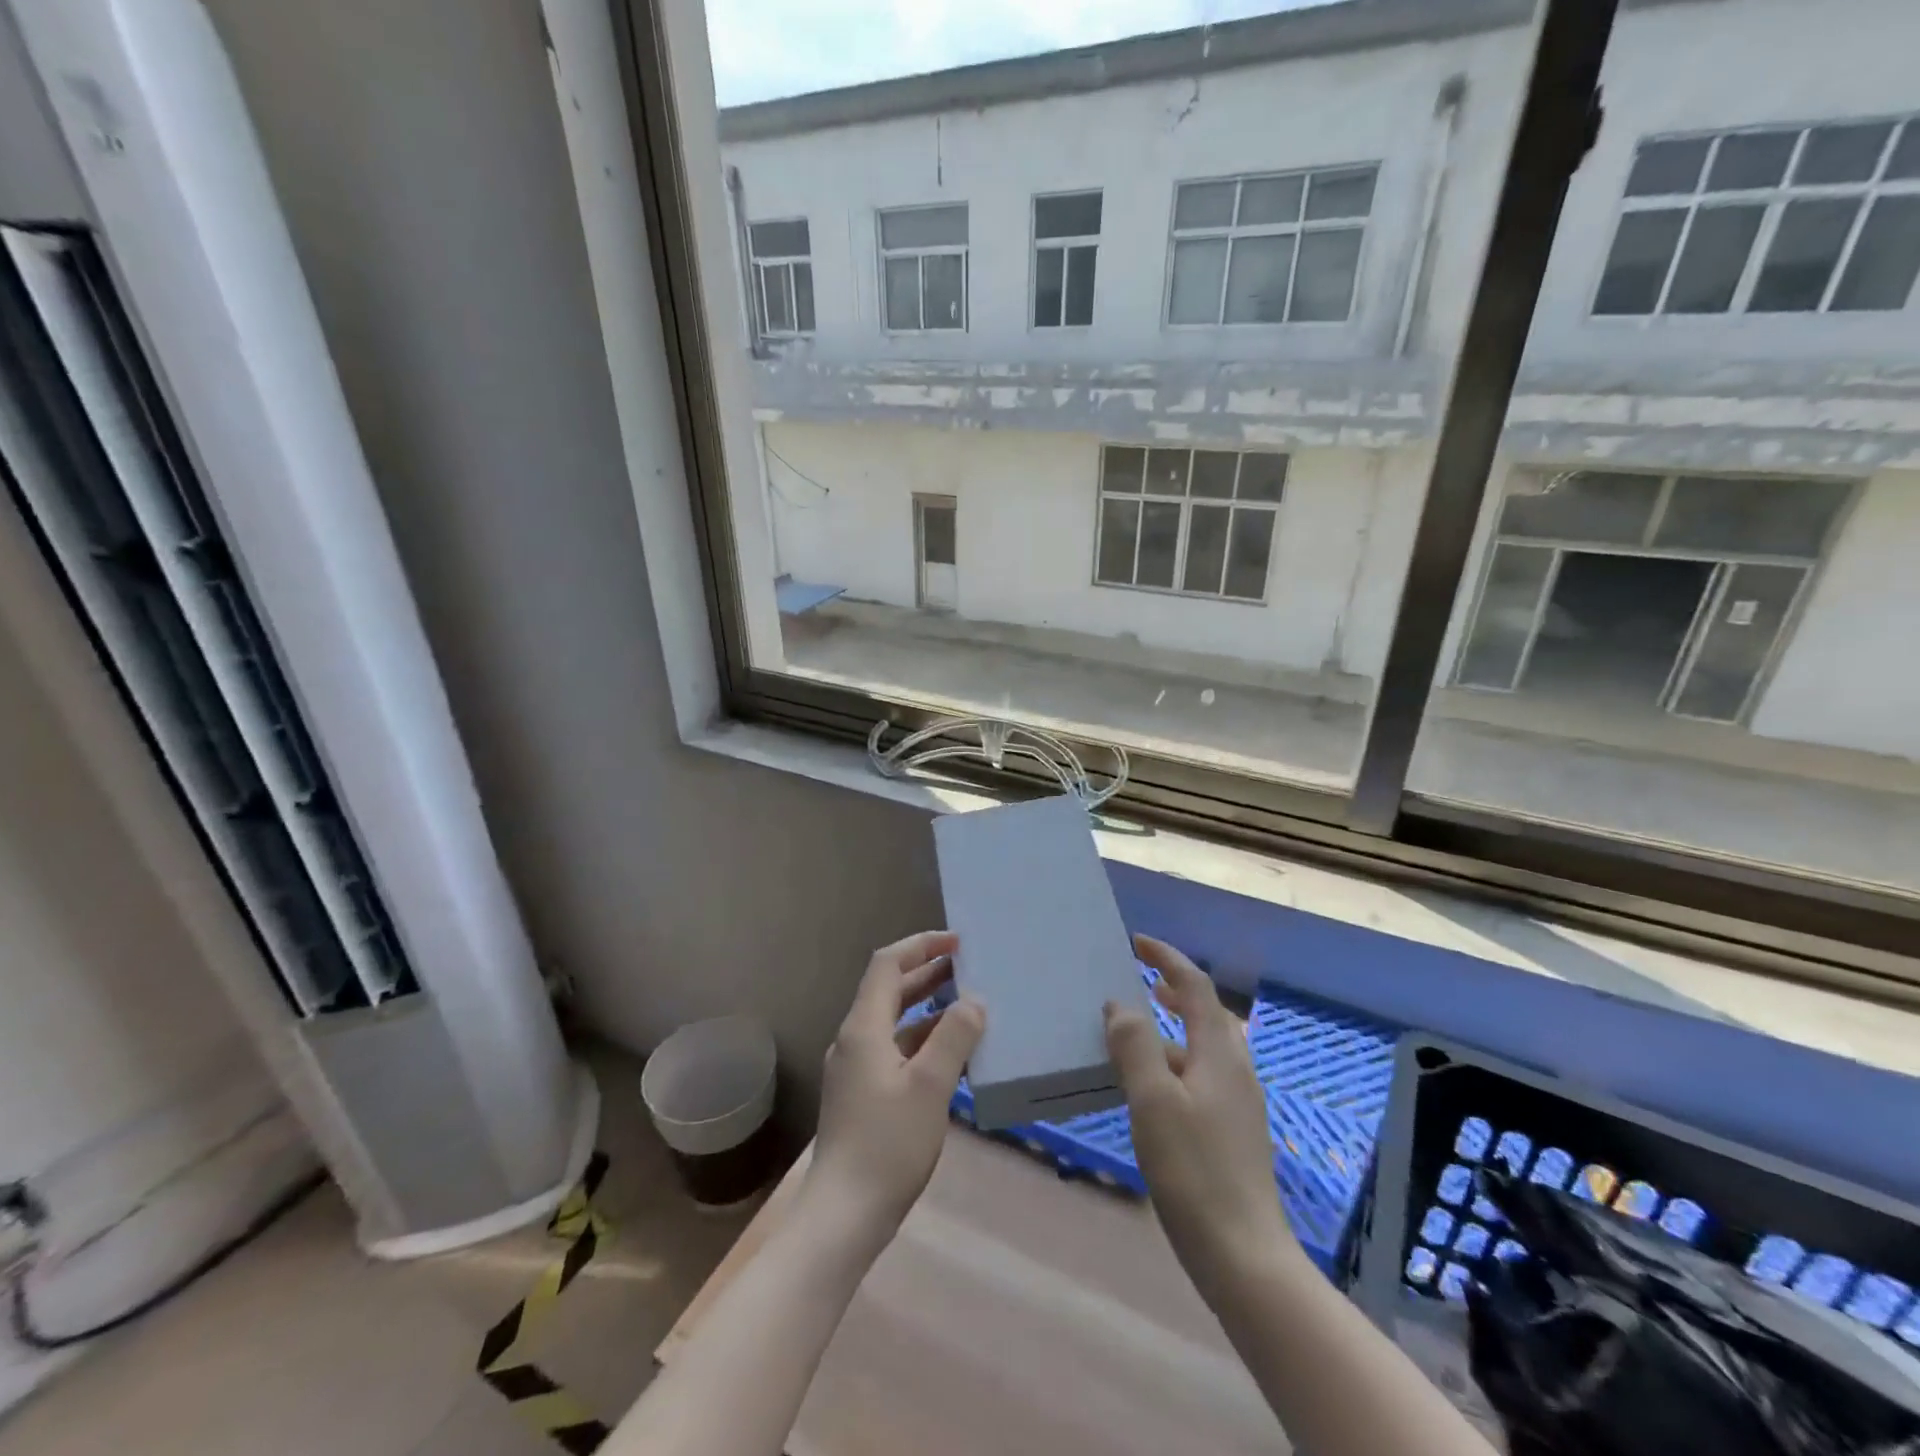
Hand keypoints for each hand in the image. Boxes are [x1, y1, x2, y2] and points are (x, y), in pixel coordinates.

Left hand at [808, 931, 985, 1239]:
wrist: (843, 1215)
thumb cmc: (887, 1145)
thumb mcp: (930, 1087)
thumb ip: (954, 1038)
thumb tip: (974, 1001)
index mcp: (864, 1028)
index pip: (887, 965)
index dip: (920, 946)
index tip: (957, 943)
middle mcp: (854, 1039)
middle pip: (889, 990)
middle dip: (926, 973)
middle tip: (967, 967)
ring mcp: (855, 1068)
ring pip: (893, 1021)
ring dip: (926, 1007)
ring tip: (966, 1003)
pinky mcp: (862, 1094)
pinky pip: (894, 1049)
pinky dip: (922, 1039)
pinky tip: (951, 1053)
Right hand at [1106, 935, 1291, 1295]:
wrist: (1243, 1257)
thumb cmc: (1194, 1171)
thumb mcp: (1153, 1101)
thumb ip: (1135, 1046)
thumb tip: (1121, 1004)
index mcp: (1219, 1054)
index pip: (1196, 987)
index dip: (1168, 958)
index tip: (1137, 942)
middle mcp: (1235, 1070)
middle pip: (1209, 1013)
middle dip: (1177, 990)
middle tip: (1144, 981)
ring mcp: (1238, 1104)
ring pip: (1206, 1047)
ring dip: (1175, 1028)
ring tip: (1137, 1033)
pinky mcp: (1232, 1133)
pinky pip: (1203, 1076)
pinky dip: (1176, 1062)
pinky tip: (1151, 1089)